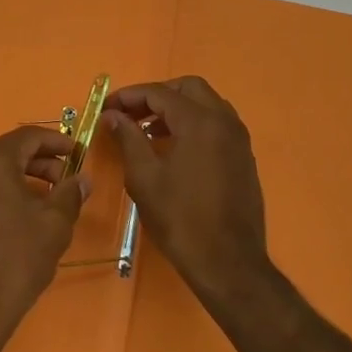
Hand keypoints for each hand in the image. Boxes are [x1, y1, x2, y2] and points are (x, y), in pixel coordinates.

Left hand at [0, 126, 89, 346]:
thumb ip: (69, 194)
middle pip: (8, 151)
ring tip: (46, 202)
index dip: (57, 142)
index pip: (28, 136)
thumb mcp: (54, 226)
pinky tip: (18, 217)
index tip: (78, 154)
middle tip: (66, 181)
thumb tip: (81, 179)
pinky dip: (0, 193)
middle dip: (40, 162)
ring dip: (20, 179)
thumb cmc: (15, 260)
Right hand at [104, 76, 269, 298]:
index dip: (129, 96)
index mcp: (200, 122)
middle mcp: (224, 122)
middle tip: (130, 114)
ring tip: (146, 131)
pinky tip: (171, 149)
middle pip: (188, 88)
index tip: (107, 107)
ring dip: (176, 109)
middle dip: (156, 95)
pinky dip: (192, 124)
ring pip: (206, 104)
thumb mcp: (144, 177)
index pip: (160, 93)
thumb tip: (113, 115)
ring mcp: (239, 140)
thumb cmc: (180, 219)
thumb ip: (128, 138)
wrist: (228, 263)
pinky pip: (216, 125)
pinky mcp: (243, 158)